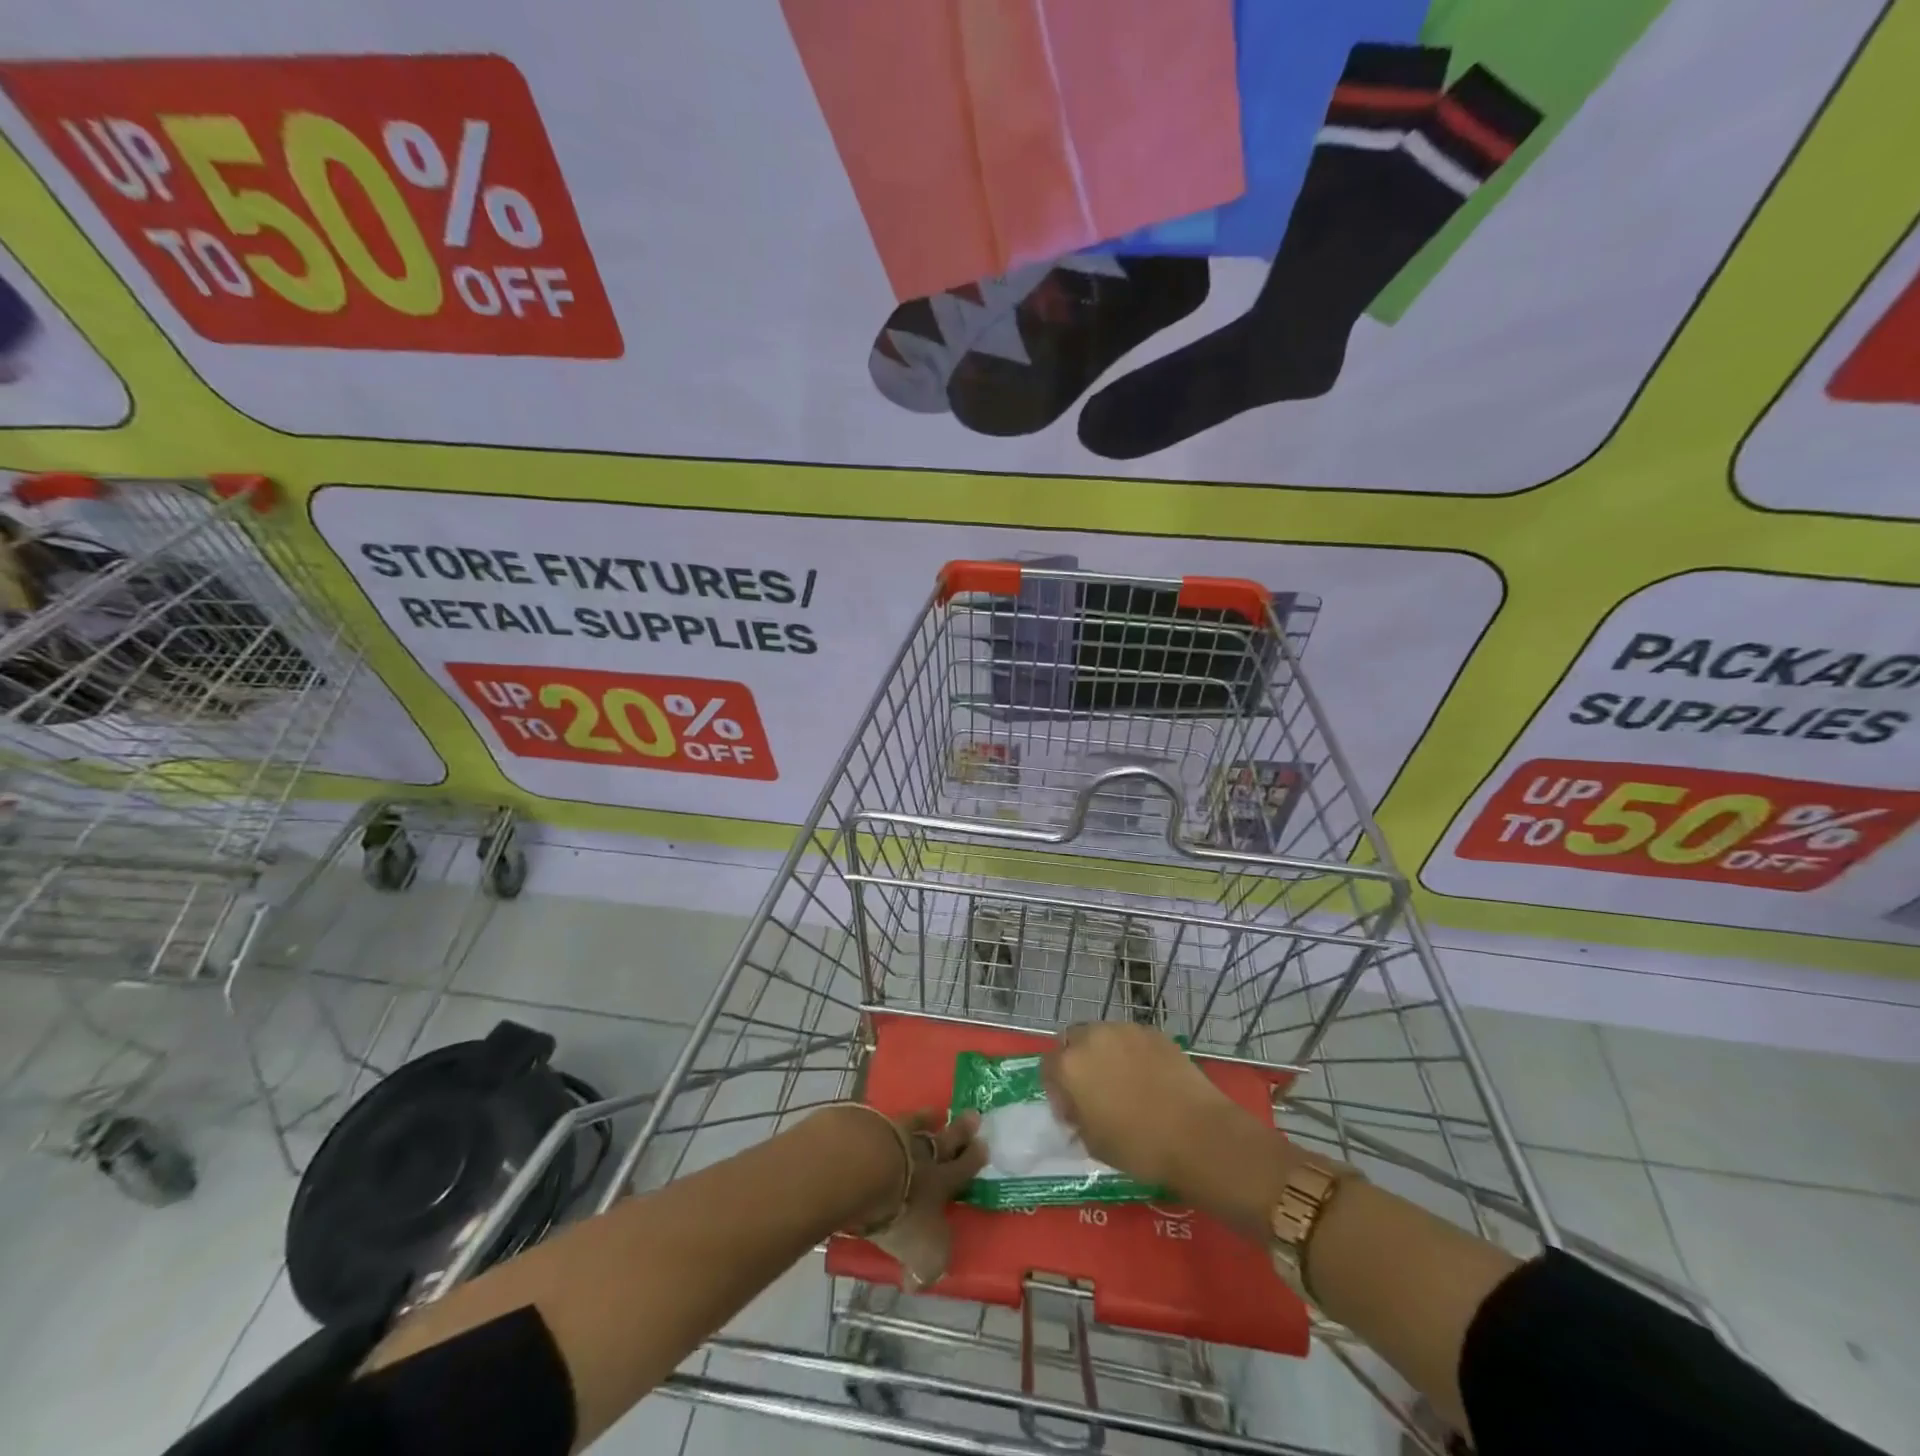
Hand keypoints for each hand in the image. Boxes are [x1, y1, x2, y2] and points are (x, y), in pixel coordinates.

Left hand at [864, 1109, 986, 1289]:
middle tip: (973, 1115)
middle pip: (945, 1140)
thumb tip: (918, 1282)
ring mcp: (895, 1137)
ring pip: (916, 1126)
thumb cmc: (901, 1213)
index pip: (962, 1170)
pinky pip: (885, 1122)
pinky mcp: (869, 1128)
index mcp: (940, 1183)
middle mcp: (922, 1155)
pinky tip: (887, 1117)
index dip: (973, 1159)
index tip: (984, 1145)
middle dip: (960, 1131)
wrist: (865, 1171)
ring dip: (926, 1119)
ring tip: (934, 1112)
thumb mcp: (922, 1252)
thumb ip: (926, 1267)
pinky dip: (889, 1121)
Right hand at [1042, 1023, 1291, 1232]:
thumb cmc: (1140, 1148)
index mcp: (1069, 1065)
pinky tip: (1149, 1079)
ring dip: (1104, 1054)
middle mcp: (1092, 1037)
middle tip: (1094, 1091)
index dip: (1056, 1090)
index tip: (1072, 1111)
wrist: (1198, 1135)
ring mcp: (1125, 1030)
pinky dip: (1132, 1053)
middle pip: (1072, 1040)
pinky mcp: (1153, 1032)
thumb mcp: (1094, 1144)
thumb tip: (1078, 1110)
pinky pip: (1131, 1039)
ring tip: (1124, 1083)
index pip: (1047, 1066)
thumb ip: (1077, 1119)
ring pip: (1103, 1036)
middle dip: (1077, 1062)